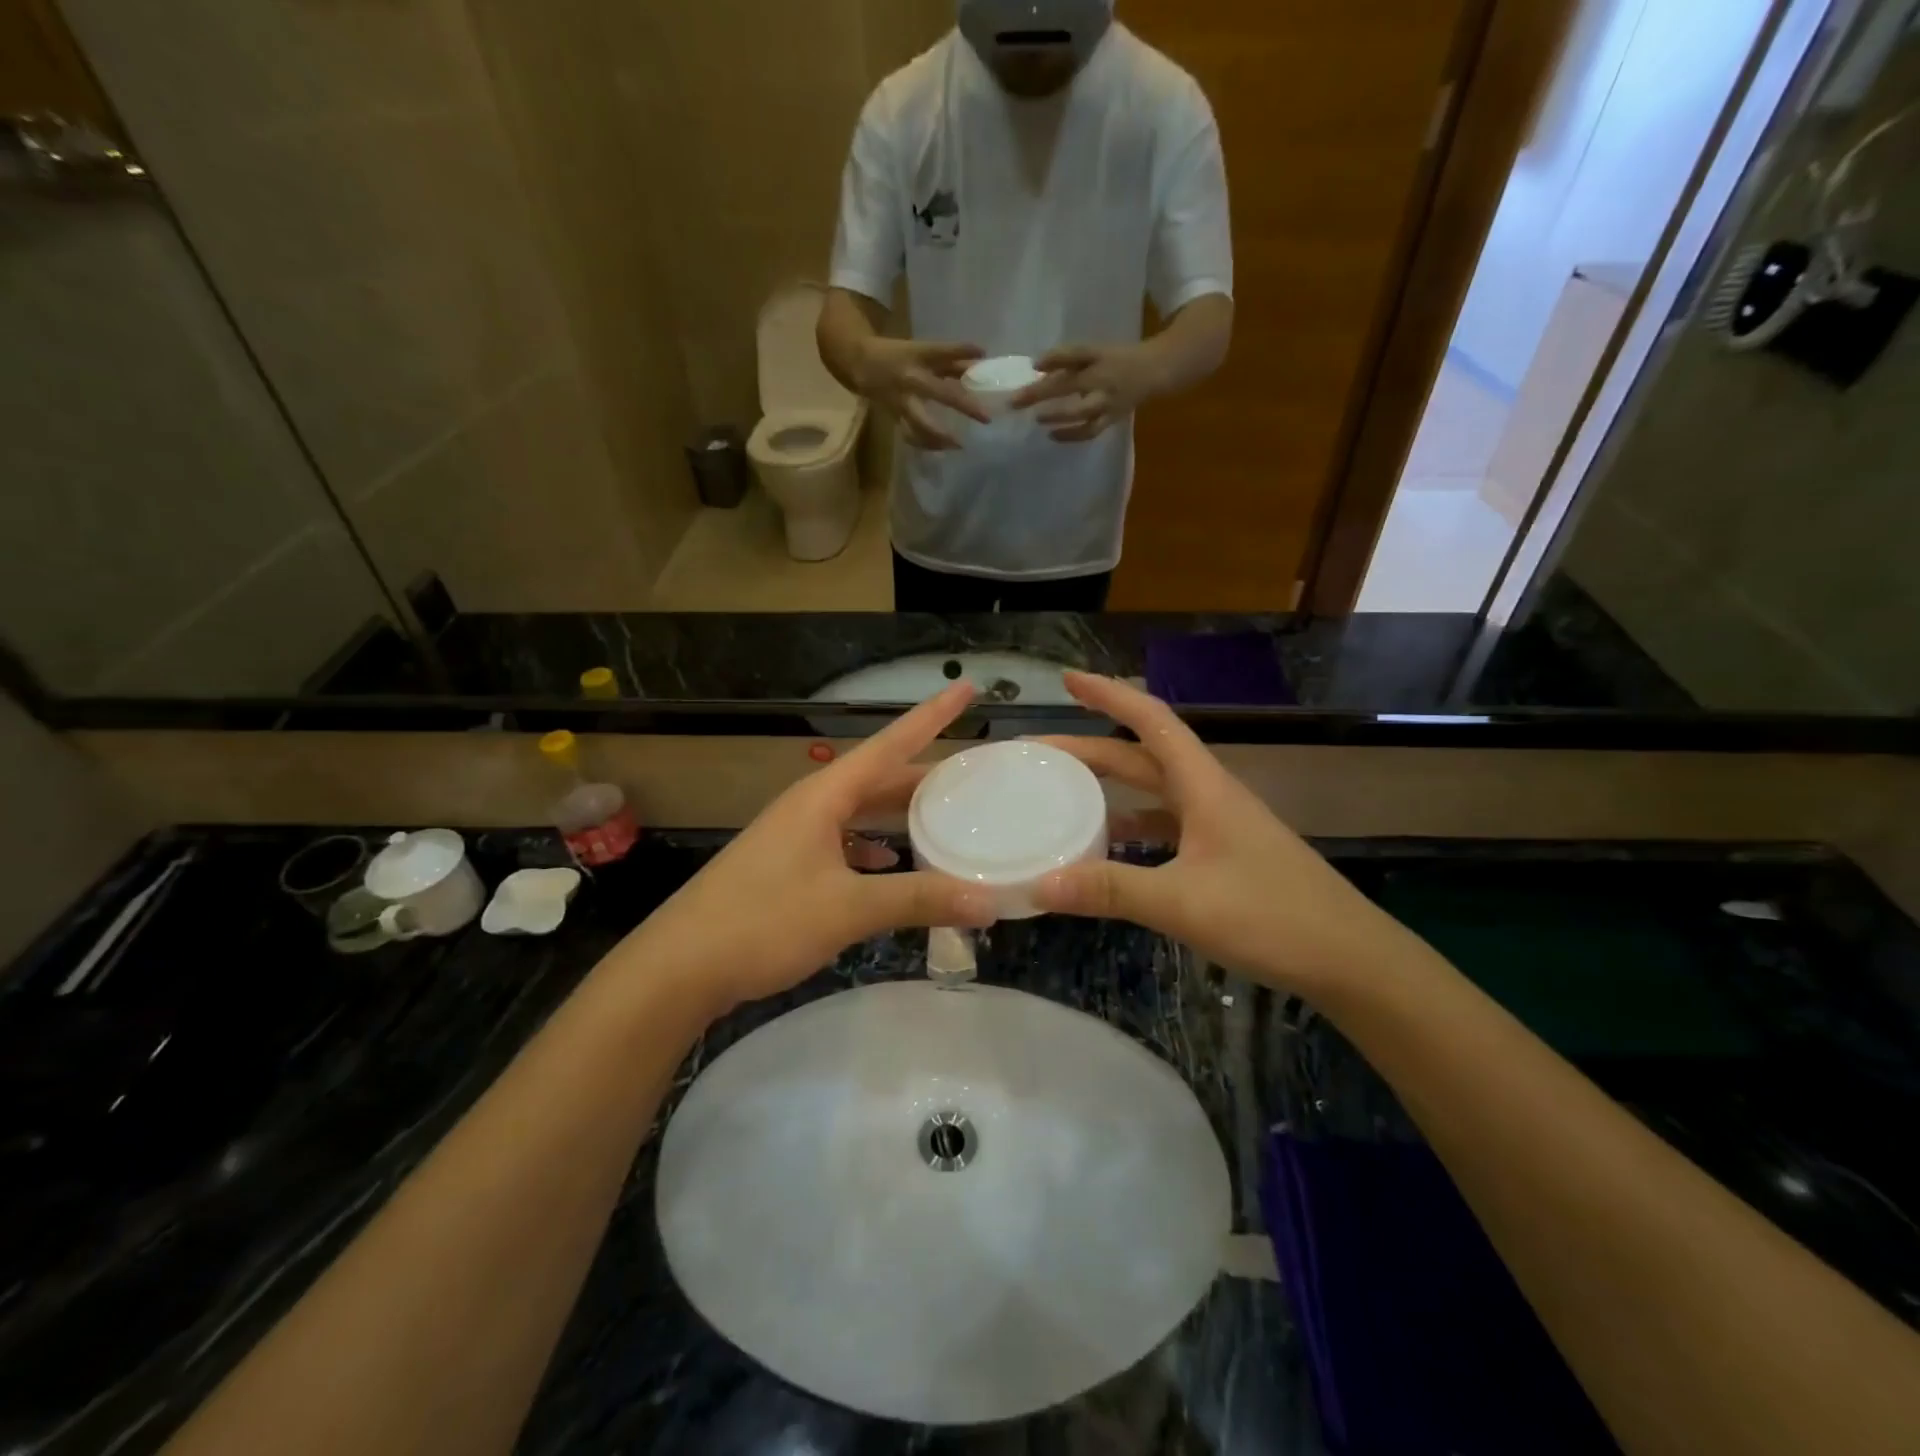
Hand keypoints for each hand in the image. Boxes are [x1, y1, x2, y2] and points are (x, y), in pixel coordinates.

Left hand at [623, 683, 995, 1019]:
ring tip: (945, 818)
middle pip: (879, 778)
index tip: (967, 688)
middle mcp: (811, 806)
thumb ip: (919, 900)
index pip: (891, 744)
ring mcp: (795, 837)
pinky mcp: (787, 868)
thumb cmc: (763, 922)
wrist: (679, 968)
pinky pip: (844, 843)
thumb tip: (990, 901)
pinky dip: (875, 849)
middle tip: (974, 774)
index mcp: (824, 796)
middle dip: (925, 774)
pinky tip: (892, 866)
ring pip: (861, 812)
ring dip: (901, 814)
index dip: (932, 715)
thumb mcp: (848, 909)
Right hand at [856, 338, 989, 450]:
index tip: (981, 353)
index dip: (961, 350)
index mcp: (919, 357)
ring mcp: (902, 401)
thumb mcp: (922, 351)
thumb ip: (950, 359)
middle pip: (941, 393)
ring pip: (922, 423)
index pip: (942, 352)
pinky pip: (911, 435)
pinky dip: (926, 444)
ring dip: (941, 436)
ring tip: (959, 445)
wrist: (861, 364)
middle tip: (986, 418)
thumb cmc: (897, 355)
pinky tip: (941, 448)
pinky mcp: (895, 416)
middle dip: (964, 406)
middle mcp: (911, 379)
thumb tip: (980, 360)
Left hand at [1011, 344, 1164, 442]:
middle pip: (1069, 385)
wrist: (1154, 371)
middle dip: (1041, 394)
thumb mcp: (1094, 352)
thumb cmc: (1116, 359)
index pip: (1074, 355)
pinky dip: (1071, 435)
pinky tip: (1051, 435)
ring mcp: (1107, 402)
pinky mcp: (1111, 419)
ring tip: (1036, 419)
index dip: (1054, 358)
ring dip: (1058, 417)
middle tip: (1015, 401)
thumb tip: (1035, 367)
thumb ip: (1066, 359)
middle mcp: (1102, 380)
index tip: (1032, 365)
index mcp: (1097, 357)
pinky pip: (1089, 431)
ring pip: (1081, 412)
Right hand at [1033, 674, 1395, 996]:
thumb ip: (1110, 890)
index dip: (1109, 695)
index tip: (1068, 680)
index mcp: (1203, 786)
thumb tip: (1037, 884)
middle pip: (1141, 757)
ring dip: (1109, 789)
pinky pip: (1164, 830)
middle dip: (1088, 749)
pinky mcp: (1223, 858)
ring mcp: (1218, 828)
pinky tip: (1107, 851)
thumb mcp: (1182, 903)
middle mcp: (1209, 796)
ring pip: (1152, 794)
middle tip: (1037, 753)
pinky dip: (1130, 831)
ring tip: (1061, 796)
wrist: (1351, 960)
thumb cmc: (1272, 917)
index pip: (1150, 721)